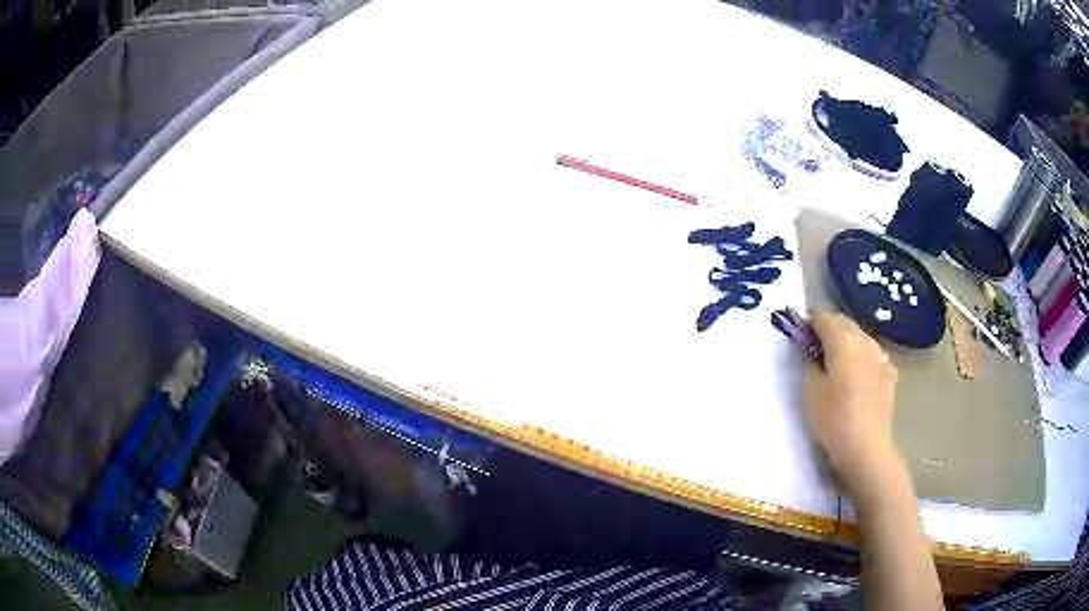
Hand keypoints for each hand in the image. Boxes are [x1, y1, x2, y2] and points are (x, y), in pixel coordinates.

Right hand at [804, 311, 901, 493]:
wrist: (866, 447)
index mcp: (843, 341)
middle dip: (828, 328)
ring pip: (860, 337)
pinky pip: (873, 355)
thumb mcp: (809, 391)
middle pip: (844, 323)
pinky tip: (858, 374)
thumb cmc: (833, 419)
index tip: (798, 335)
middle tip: (814, 347)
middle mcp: (864, 341)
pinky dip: (862, 357)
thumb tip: (812, 350)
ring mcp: (880, 357)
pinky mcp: (889, 374)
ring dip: (846, 341)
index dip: (808, 322)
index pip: (822, 318)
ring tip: (836, 362)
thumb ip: (808, 362)